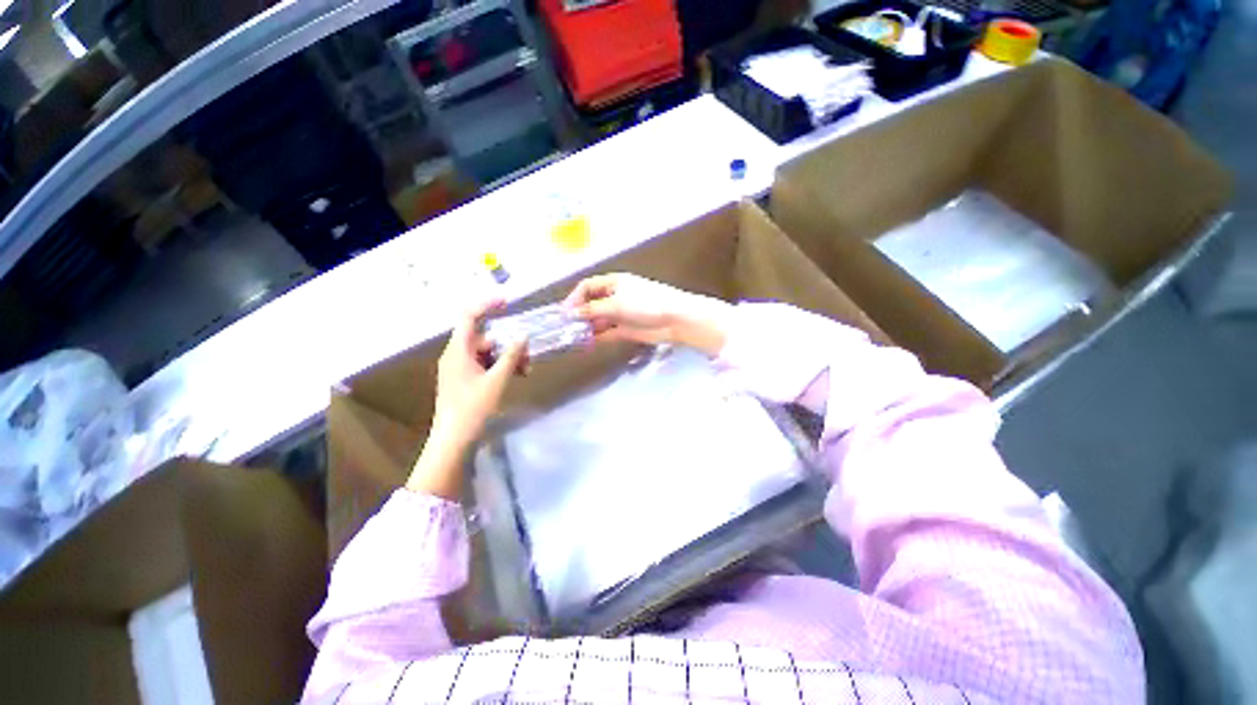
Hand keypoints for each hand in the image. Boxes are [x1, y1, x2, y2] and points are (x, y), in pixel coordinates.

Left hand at [433, 300, 527, 446]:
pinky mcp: (464, 380)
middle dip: (509, 344)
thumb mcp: (497, 380)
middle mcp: (456, 355)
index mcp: (458, 351)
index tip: (508, 302)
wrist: (454, 440)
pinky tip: (516, 377)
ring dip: (508, 358)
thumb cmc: (473, 408)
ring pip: (487, 353)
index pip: (469, 317)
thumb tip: (522, 336)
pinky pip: (485, 365)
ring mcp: (459, 368)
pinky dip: (500, 367)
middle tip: (529, 358)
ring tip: (526, 371)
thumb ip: (511, 356)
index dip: (487, 305)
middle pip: (485, 338)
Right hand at [563, 274, 731, 356]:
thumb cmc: (646, 303)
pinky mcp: (626, 329)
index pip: (588, 287)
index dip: (574, 297)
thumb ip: (592, 309)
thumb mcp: (616, 304)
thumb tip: (571, 314)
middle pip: (591, 304)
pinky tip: (587, 344)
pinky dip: (597, 337)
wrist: (675, 319)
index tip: (564, 312)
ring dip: (586, 327)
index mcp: (613, 283)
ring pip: (598, 320)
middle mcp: (615, 297)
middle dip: (579, 314)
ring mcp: (621, 314)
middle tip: (565, 328)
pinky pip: (606, 333)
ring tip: (574, 338)